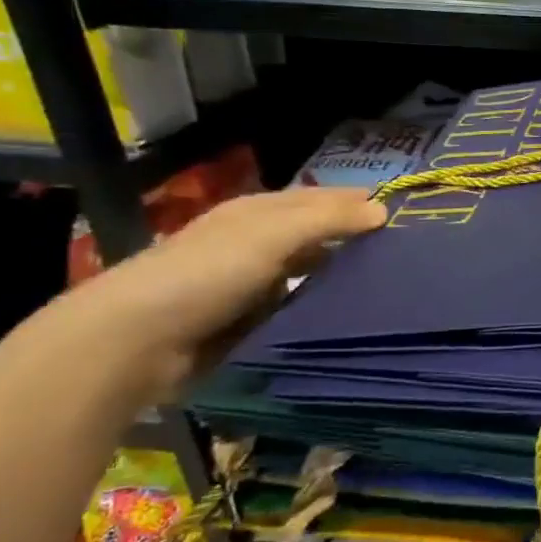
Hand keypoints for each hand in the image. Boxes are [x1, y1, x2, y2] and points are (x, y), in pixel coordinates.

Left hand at [67, 187, 387, 400]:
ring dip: (340, 278)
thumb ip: (328, 220)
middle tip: (404, 253)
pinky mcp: (248, 323)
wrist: (135, 342)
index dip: (356, 201)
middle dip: (353, 240)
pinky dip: (321, 310)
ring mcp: (251, 285)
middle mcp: (255, 244)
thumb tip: (383, 209)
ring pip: (309, 274)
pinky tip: (350, 317)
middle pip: (315, 236)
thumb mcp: (272, 235)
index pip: (318, 199)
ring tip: (388, 286)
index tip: (402, 212)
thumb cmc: (206, 274)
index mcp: (257, 213)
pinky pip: (297, 310)